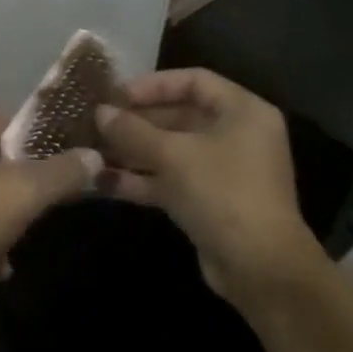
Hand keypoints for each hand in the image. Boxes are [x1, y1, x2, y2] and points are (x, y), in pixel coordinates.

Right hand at [94, 70, 325, 300]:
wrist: (261, 270)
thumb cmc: (222, 193)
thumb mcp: (173, 155)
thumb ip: (133, 130)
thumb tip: (99, 112)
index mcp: (242, 112)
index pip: (193, 81)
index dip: (152, 85)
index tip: (116, 94)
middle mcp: (235, 135)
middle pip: (178, 116)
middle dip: (136, 121)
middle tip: (96, 122)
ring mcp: (222, 170)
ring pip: (170, 150)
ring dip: (132, 150)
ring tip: (91, 149)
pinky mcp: (209, 201)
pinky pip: (170, 179)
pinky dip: (140, 179)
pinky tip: (103, 180)